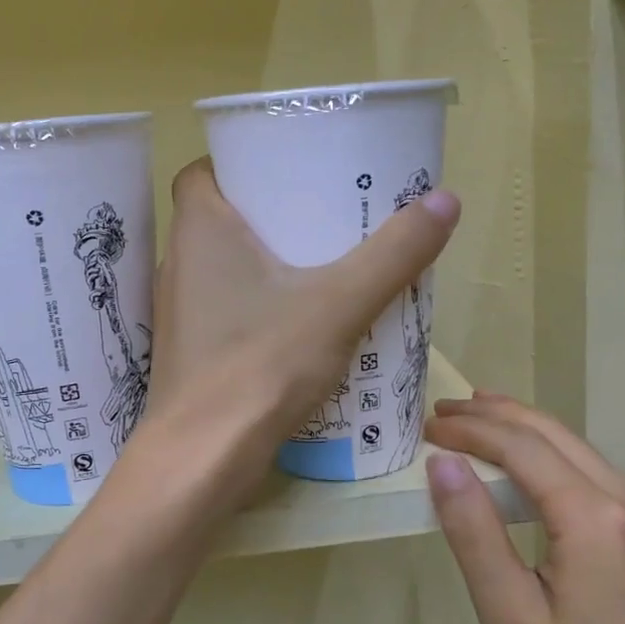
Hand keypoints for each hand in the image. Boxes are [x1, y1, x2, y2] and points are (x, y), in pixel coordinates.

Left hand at [141, 159, 459, 496]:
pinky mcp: (191, 353)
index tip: (289, 172)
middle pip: (221, 218)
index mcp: (199, 230)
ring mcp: (181, 313)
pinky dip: (259, 305)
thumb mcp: (339, 303)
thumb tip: (445, 200)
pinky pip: (227, 309)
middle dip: (270, 214)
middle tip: (324, 216)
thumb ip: (392, 254)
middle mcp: (179, 264)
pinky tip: (301, 324)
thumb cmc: (261, 364)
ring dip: (266, 262)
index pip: (203, 171)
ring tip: (323, 265)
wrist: (203, 459)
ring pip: (224, 268)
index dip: (243, 164)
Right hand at [424, 394, 624, 623]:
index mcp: (595, 517)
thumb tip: (443, 464)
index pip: (521, 447)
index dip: (470, 431)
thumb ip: (475, 533)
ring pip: (575, 446)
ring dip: (520, 428)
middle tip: (441, 411)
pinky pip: (591, 470)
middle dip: (493, 415)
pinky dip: (547, 454)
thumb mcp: (513, 617)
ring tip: (473, 420)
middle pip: (552, 432)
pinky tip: (523, 464)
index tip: (426, 428)